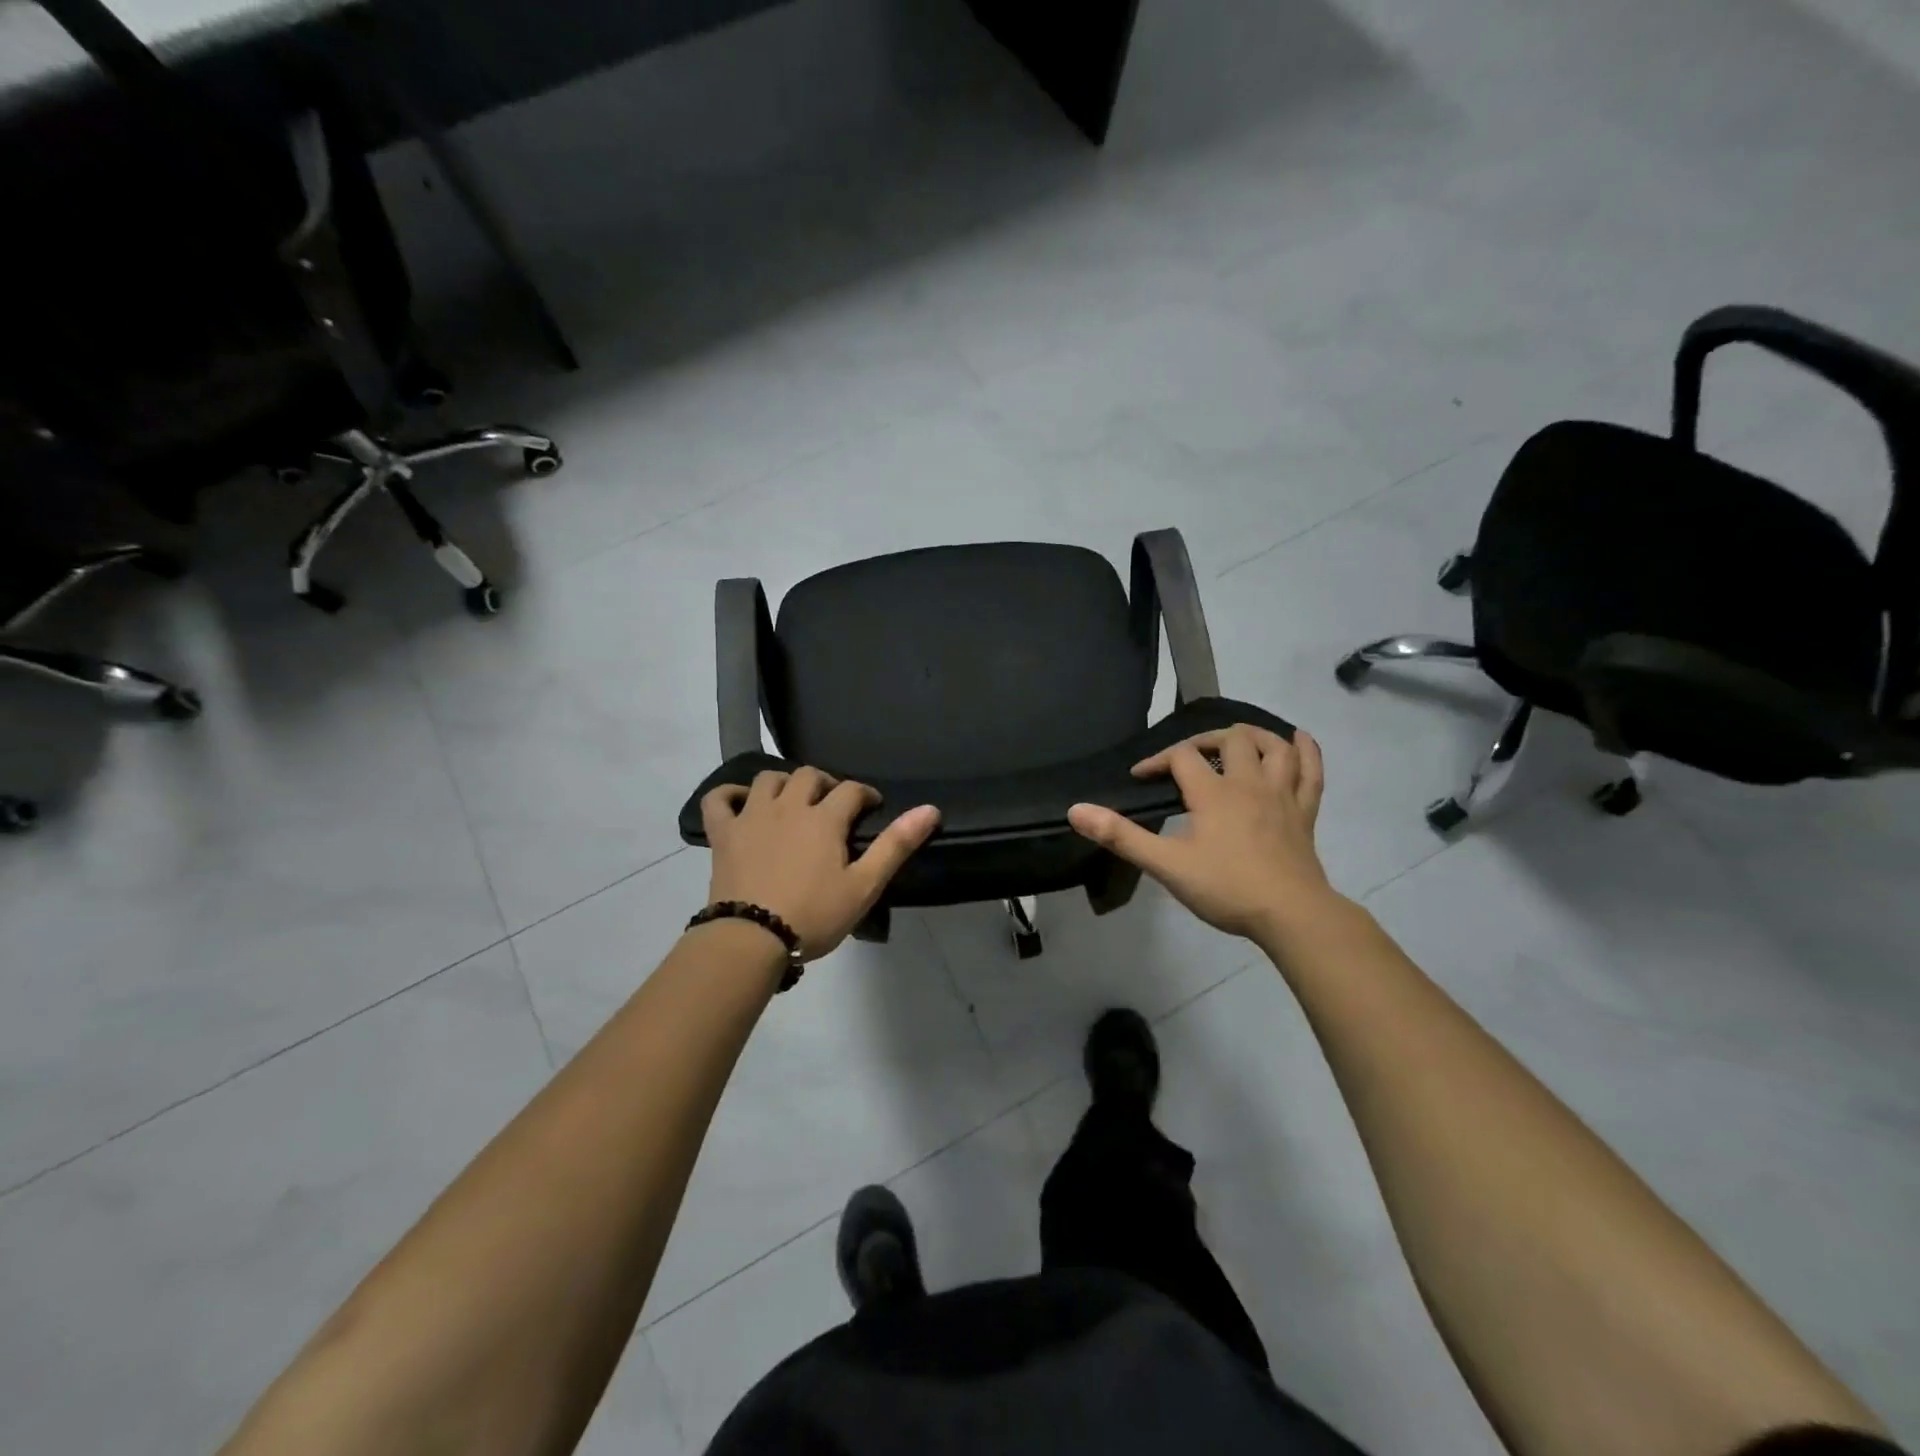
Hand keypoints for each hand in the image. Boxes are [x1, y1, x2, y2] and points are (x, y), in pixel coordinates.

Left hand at [701, 768, 940, 960]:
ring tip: (793, 802)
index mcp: (824, 818)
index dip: (865, 794)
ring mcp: (751, 817)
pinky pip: (718, 799)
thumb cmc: (813, 915)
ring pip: (767, 779)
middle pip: (809, 776)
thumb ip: (895, 845)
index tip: (872, 808)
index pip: (851, 790)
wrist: (750, 939)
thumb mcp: (864, 885)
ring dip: (784, 783)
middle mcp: (787, 806)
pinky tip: (741, 802)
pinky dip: (728, 794)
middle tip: (834, 806)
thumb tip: (930, 809)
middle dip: (826, 784)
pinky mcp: (723, 834)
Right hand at [1067, 725, 1337, 942]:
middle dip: (1205, 740)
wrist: (1291, 914)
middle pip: (1231, 739)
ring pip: (1274, 747)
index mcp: (1213, 793)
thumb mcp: (1166, 865)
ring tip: (1237, 740)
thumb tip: (1076, 810)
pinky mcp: (1305, 813)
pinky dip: (1306, 751)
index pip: (1181, 757)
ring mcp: (1282, 795)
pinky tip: (1299, 740)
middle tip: (1188, 758)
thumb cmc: (1226, 888)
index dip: (1157, 760)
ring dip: (1255, 735)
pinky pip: (1311, 772)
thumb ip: (1121, 836)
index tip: (1140, 777)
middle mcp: (1249, 783)